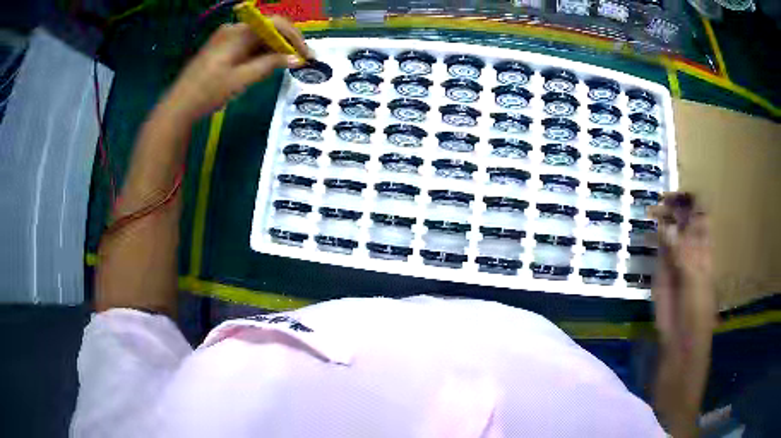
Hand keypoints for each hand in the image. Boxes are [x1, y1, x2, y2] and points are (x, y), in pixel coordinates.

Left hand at [163, 17, 310, 120]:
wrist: (179, 106)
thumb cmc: (209, 92)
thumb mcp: (242, 79)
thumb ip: (270, 65)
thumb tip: (296, 59)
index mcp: (238, 32)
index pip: (275, 24)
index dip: (295, 37)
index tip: (306, 54)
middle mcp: (233, 29)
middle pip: (268, 29)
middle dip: (286, 43)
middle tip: (300, 61)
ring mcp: (226, 37)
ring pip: (258, 38)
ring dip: (274, 49)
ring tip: (287, 65)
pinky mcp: (222, 47)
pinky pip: (247, 44)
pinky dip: (260, 53)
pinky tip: (267, 65)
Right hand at [649, 193, 716, 351]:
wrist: (681, 335)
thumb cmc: (696, 308)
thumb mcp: (693, 278)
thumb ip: (681, 253)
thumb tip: (665, 226)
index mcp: (703, 244)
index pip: (700, 212)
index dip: (690, 200)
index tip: (674, 196)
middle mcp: (690, 244)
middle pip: (683, 216)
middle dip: (673, 205)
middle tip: (658, 203)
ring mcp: (675, 255)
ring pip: (669, 228)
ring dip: (660, 217)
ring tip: (649, 211)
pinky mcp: (661, 267)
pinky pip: (657, 245)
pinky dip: (651, 235)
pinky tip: (644, 231)